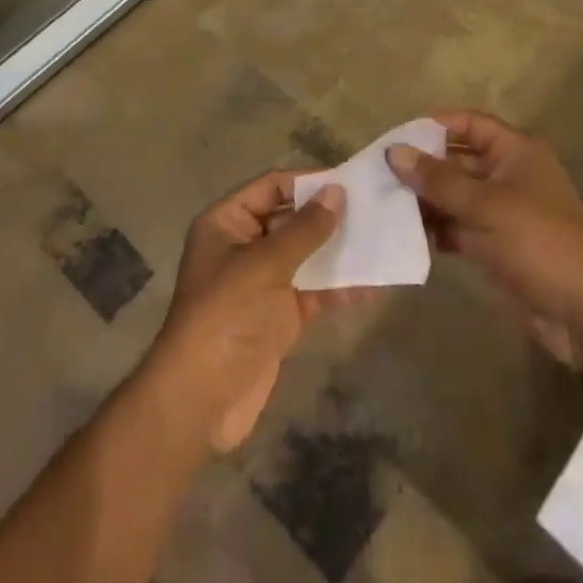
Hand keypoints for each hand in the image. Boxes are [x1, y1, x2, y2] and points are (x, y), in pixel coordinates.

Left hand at [144, 172, 364, 452]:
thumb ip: (304, 229)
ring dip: (339, 250)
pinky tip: (373, 283)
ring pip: (306, 256)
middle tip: (373, 208)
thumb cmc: (226, 316)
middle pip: (291, 219)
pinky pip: (313, 292)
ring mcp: (262, 283)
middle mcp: (243, 246)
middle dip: (328, 215)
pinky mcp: (279, 317)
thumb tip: (337, 192)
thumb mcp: (265, 265)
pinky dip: (339, 287)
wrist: (201, 401)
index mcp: (227, 222)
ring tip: (381, 239)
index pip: (272, 187)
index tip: (349, 180)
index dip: (308, 182)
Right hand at [388, 111, 582, 366]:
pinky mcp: (496, 245)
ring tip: (383, 206)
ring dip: (425, 200)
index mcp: (515, 151)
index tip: (396, 137)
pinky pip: (458, 227)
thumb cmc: (539, 242)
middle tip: (378, 175)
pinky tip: (404, 235)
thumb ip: (438, 180)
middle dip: (422, 167)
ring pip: (455, 195)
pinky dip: (436, 229)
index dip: (434, 125)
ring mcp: (502, 211)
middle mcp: (508, 174)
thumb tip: (394, 151)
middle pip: (458, 159)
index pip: (469, 123)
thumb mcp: (486, 206)